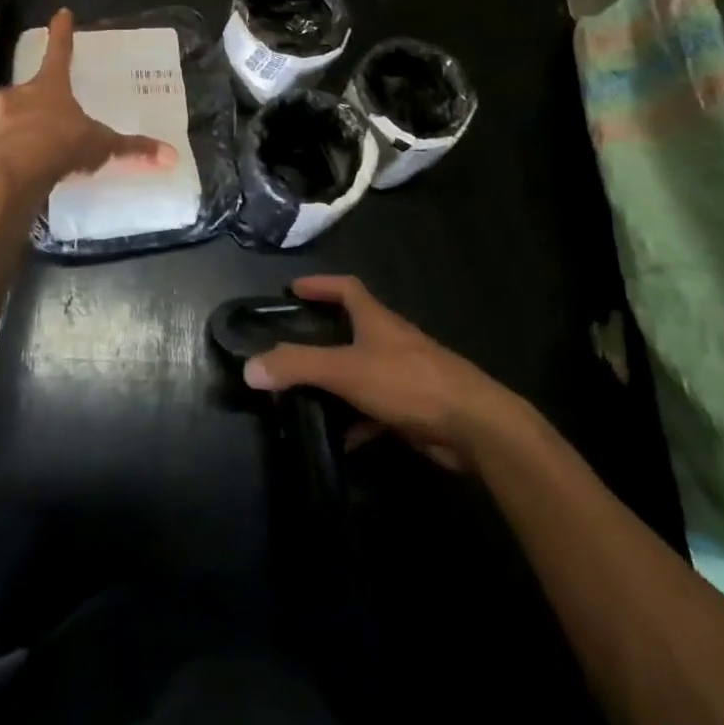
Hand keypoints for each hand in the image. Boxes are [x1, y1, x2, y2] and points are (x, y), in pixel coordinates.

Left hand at [0, 8, 177, 195]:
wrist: (14, 171)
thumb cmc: (61, 145)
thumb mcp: (100, 146)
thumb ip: (131, 149)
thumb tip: (171, 155)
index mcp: (50, 87)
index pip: (60, 51)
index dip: (62, 32)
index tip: (61, 13)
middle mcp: (17, 96)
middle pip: (15, 89)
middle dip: (17, 98)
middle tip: (25, 112)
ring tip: (4, 140)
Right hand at [243, 276, 520, 470]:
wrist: (474, 425)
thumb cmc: (408, 382)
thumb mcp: (346, 370)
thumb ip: (298, 366)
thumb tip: (250, 367)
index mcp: (376, 319)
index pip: (346, 287)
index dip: (319, 284)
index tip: (293, 289)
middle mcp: (391, 340)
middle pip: (354, 328)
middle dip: (324, 335)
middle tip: (291, 346)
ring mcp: (406, 375)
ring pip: (363, 371)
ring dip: (338, 381)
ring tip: (306, 395)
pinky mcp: (415, 408)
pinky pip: (377, 409)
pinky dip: (358, 420)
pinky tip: (341, 440)